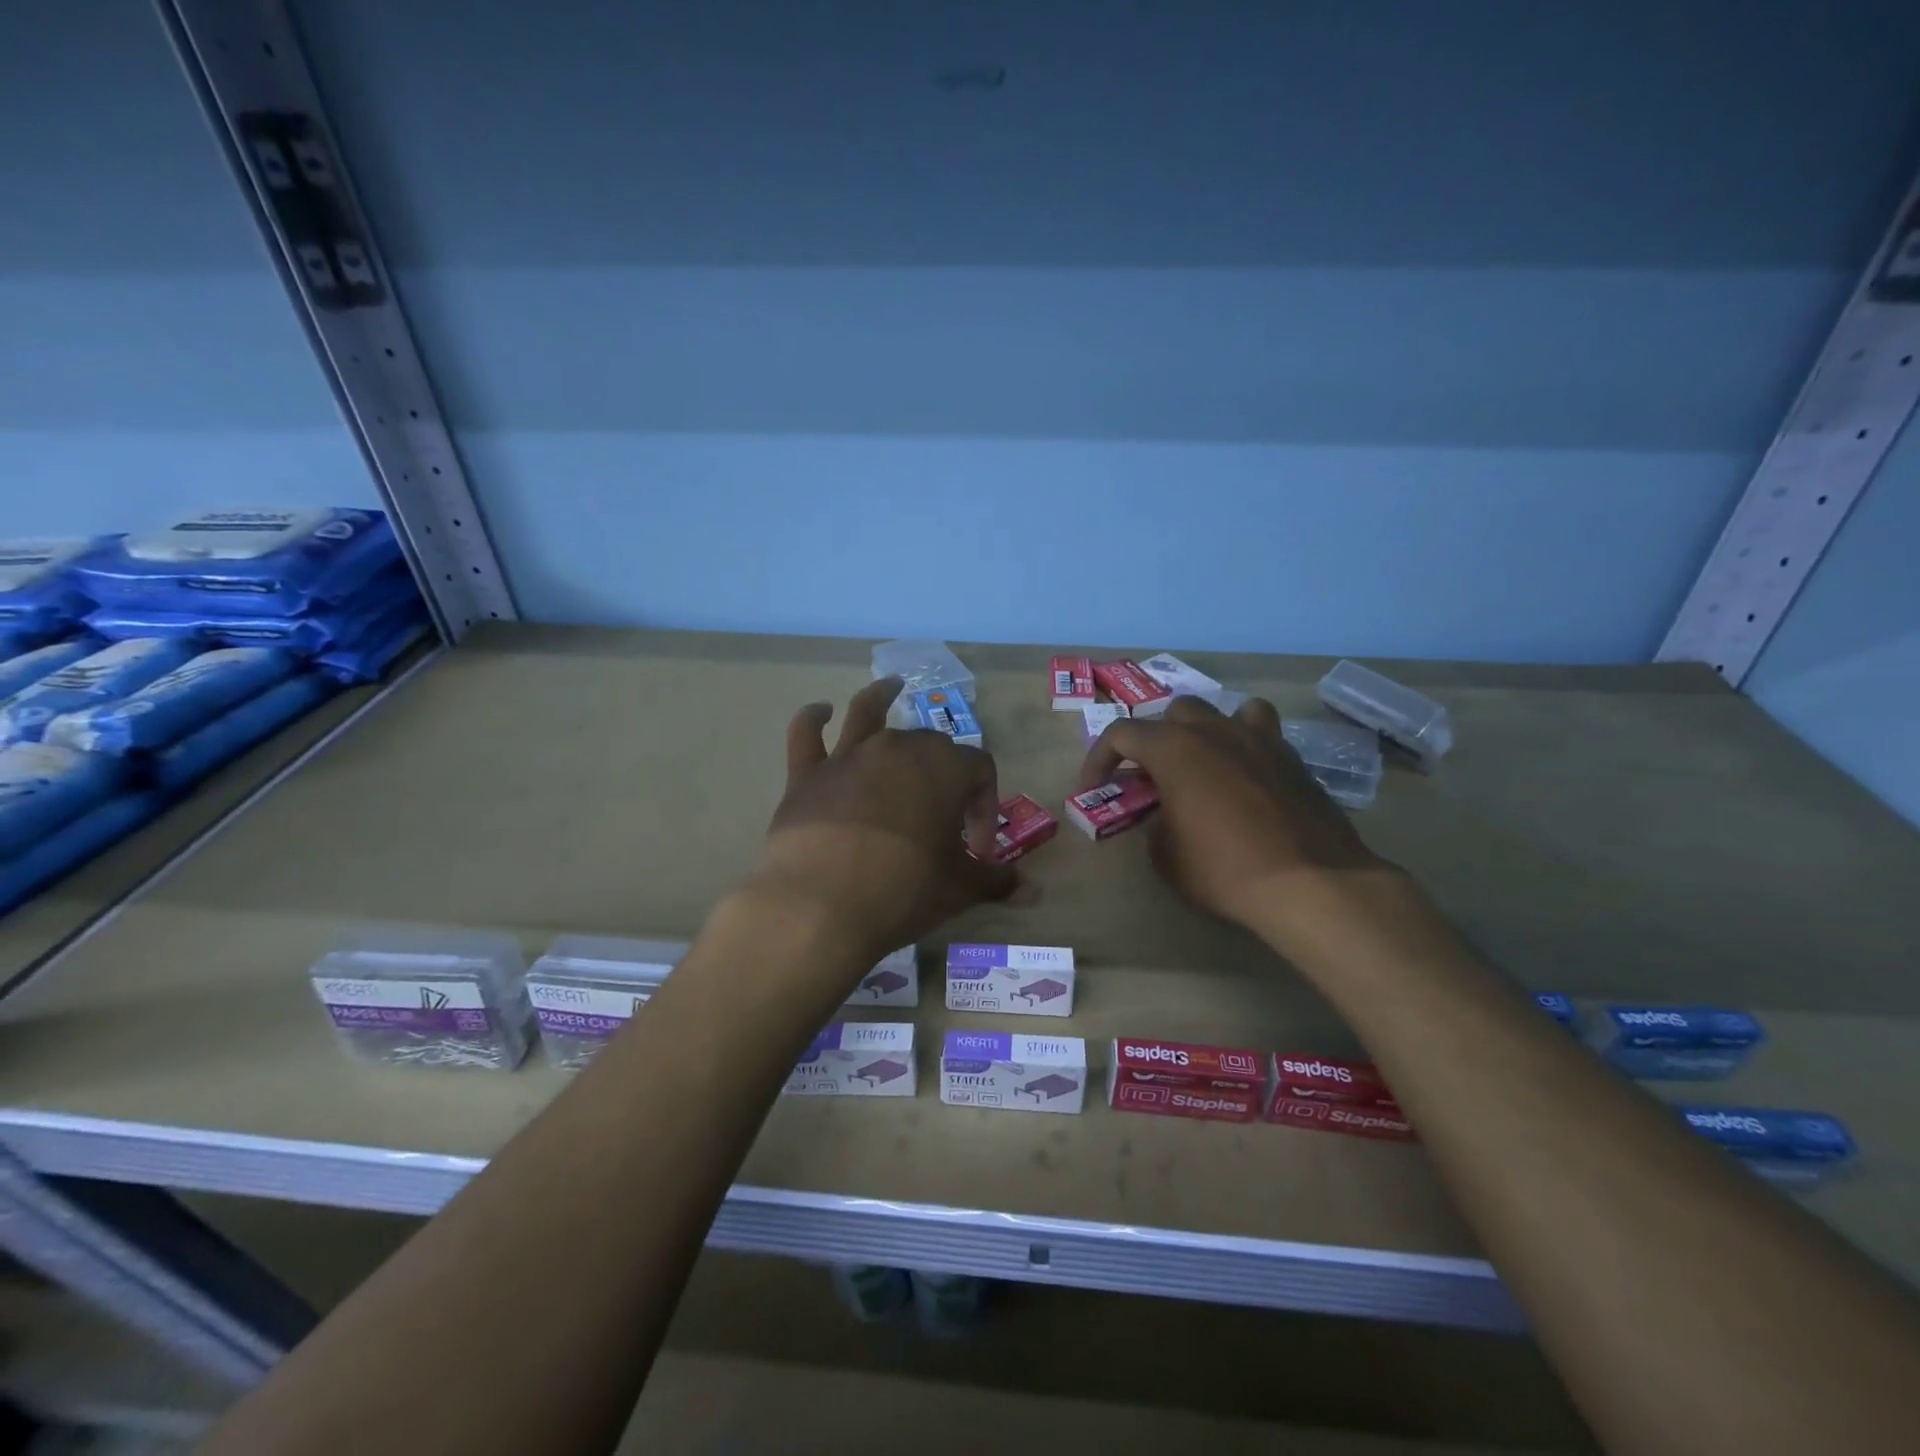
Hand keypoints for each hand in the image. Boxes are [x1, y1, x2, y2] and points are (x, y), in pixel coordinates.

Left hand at [753, 677, 1018, 968]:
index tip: (978, 850)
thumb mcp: (959, 889)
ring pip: (869, 712)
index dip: (985, 807)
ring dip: (882, 696)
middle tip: (941, 822)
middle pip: (931, 744)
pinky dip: (812, 718)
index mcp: (945, 767)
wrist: (820, 906)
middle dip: (943, 775)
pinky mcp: (807, 774)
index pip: (980, 771)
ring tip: (891, 685)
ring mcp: (849, 756)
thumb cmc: (904, 890)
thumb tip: (1034, 893)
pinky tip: (820, 710)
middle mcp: (899, 747)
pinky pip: (807, 734)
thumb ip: (996, 882)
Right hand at [1078, 695, 1390, 935]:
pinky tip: (1246, 778)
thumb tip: (1164, 815)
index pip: (1121, 734)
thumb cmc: (1223, 868)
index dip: (1099, 759)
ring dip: (1205, 731)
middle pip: (1174, 714)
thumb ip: (1153, 823)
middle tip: (1152, 778)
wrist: (1309, 883)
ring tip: (1203, 764)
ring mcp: (1260, 739)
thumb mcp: (1164, 855)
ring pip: (1224, 711)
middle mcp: (1215, 730)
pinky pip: (1262, 734)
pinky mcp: (1293, 758)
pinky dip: (1246, 746)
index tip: (1092, 789)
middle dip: (1156, 740)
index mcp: (1174, 748)